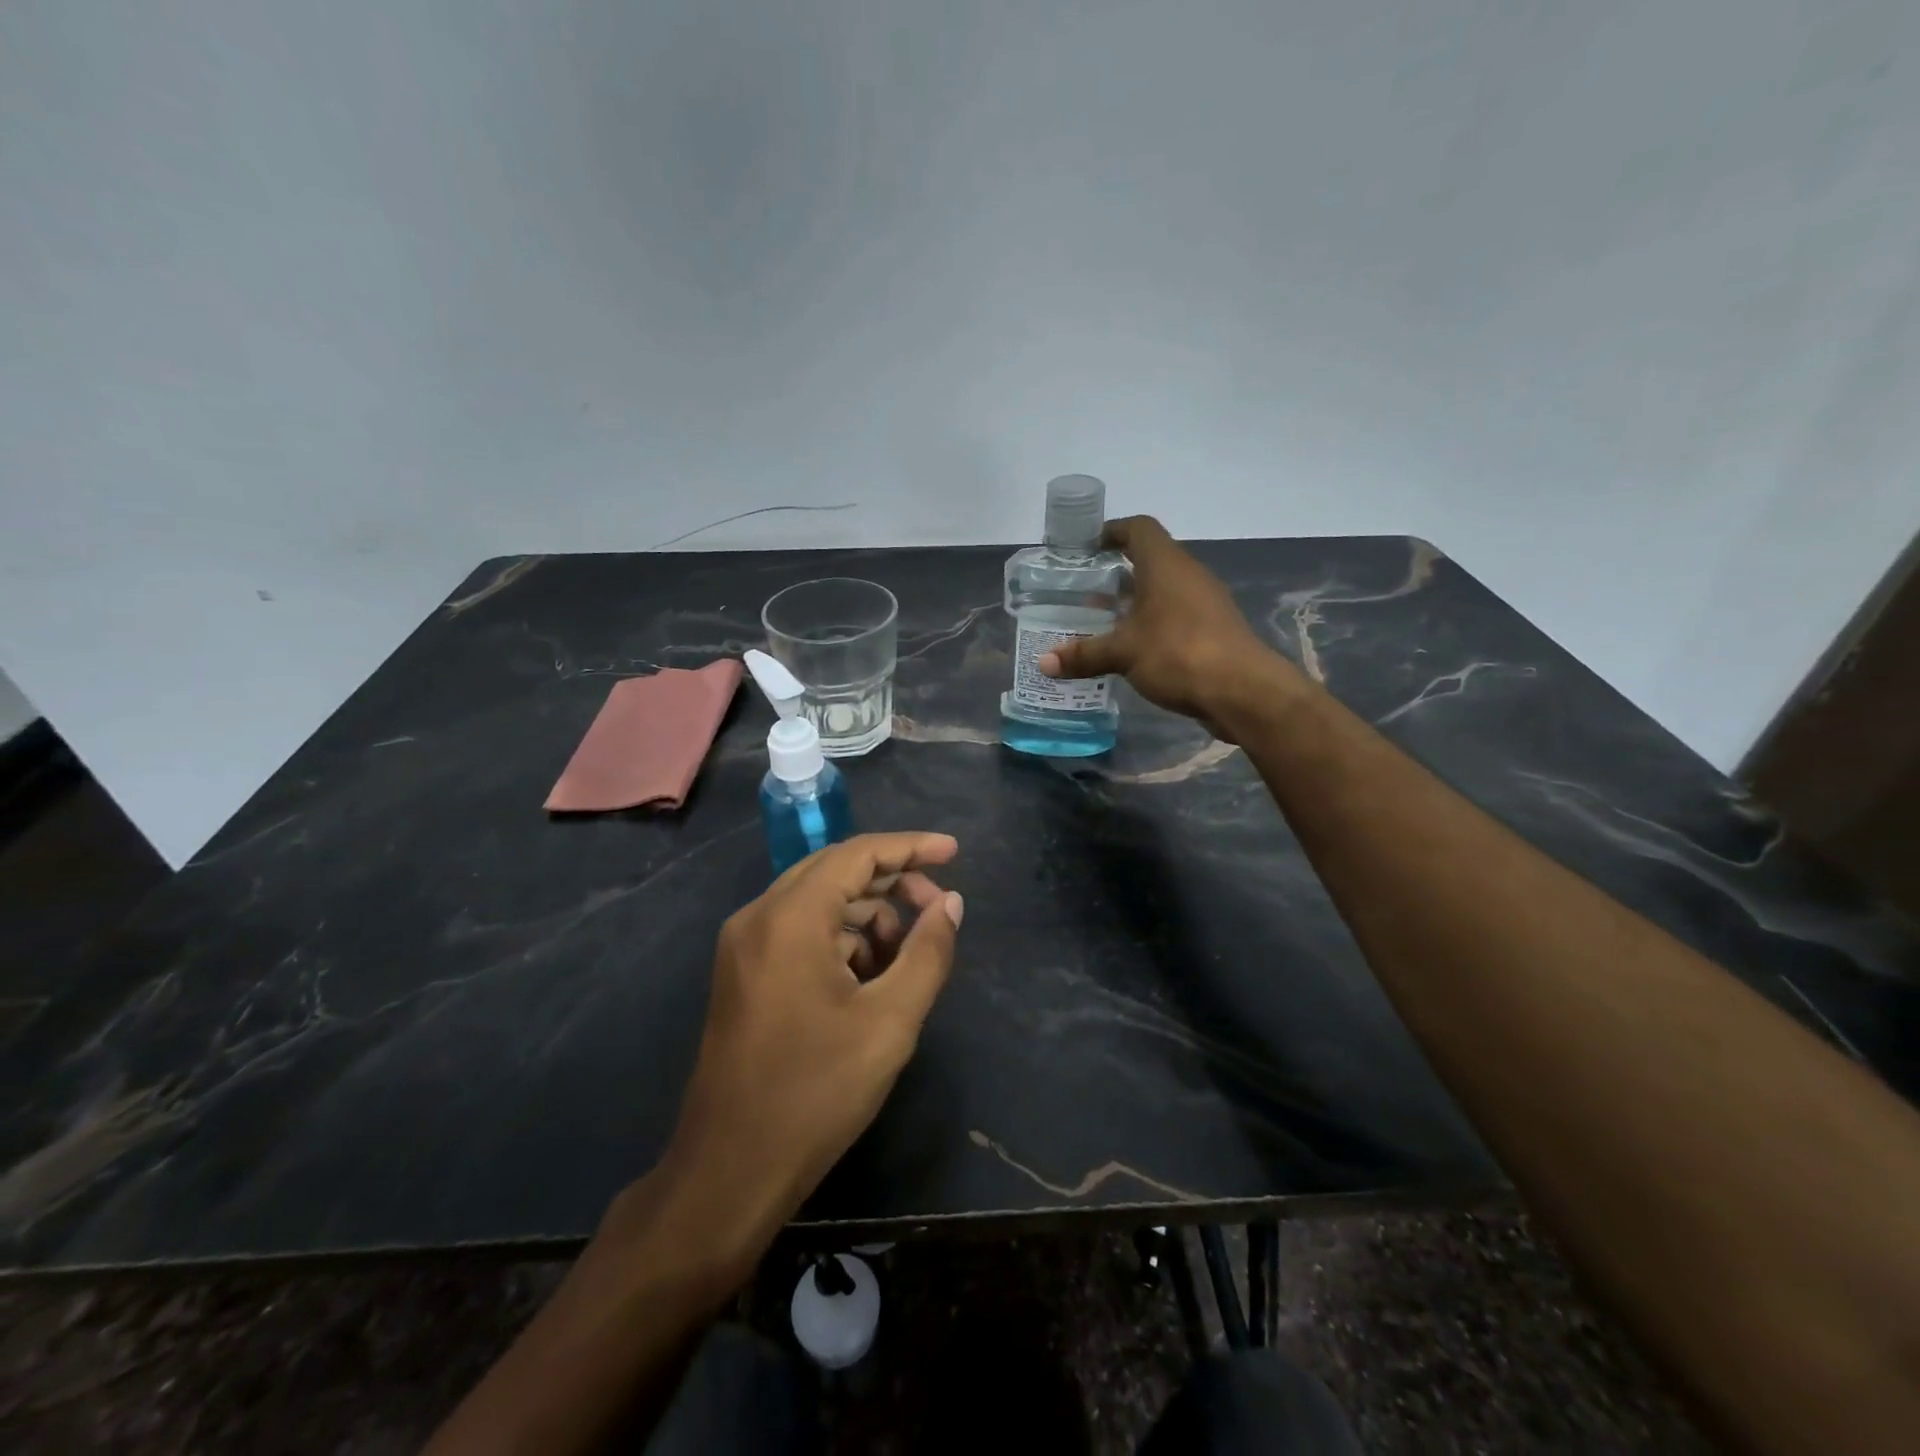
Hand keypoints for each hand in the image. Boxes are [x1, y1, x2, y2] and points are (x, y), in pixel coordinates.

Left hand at [645, 832, 963, 1267]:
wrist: (729, 1172)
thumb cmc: (816, 1093)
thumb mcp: (890, 1021)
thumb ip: (927, 952)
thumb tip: (950, 902)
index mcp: (790, 918)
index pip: (857, 854)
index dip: (910, 847)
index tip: (954, 852)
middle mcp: (759, 916)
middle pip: (836, 870)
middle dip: (892, 881)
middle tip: (937, 909)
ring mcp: (744, 944)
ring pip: (818, 901)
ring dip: (868, 915)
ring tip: (904, 958)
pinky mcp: (742, 972)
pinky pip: (799, 931)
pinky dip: (840, 939)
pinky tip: (868, 979)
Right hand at [1039, 516, 1297, 737]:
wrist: (1243, 691)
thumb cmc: (1178, 654)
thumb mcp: (1123, 653)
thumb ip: (1084, 654)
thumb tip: (1044, 662)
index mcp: (1166, 565)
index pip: (1139, 529)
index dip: (1112, 531)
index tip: (1087, 547)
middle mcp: (1188, 575)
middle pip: (1149, 561)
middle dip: (1116, 575)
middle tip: (1083, 593)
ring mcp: (1205, 603)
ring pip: (1162, 592)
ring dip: (1133, 603)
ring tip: (1101, 623)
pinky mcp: (1213, 630)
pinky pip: (1174, 617)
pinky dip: (1151, 625)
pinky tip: (1131, 650)